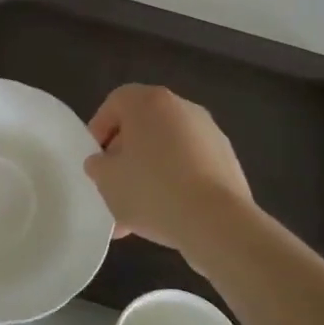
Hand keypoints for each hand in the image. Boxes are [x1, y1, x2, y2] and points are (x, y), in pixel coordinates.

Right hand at [84, 84, 255, 250]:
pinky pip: (190, 168)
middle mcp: (182, 108)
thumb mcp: (106, 180)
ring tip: (136, 213)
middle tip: (113, 185)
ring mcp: (210, 134)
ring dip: (149, 174)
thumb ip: (97, 165)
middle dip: (125, 156)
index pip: (115, 103)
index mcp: (149, 102)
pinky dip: (175, 184)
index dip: (99, 130)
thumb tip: (104, 163)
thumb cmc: (151, 190)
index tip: (95, 160)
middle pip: (143, 127)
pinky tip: (164, 216)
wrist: (216, 222)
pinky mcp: (227, 161)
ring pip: (167, 150)